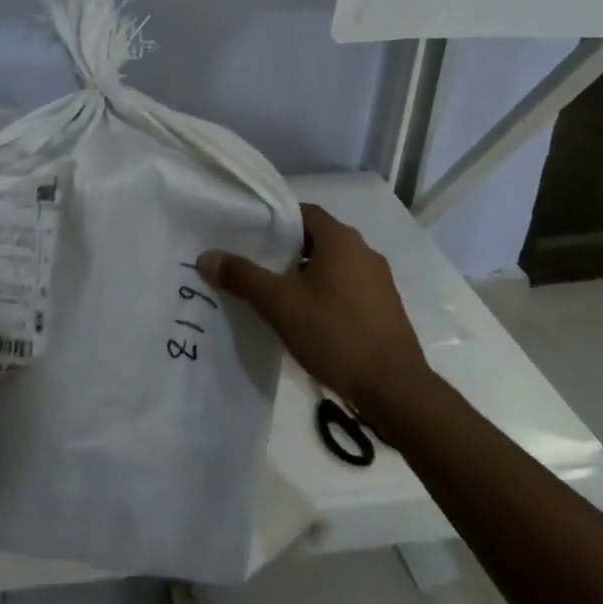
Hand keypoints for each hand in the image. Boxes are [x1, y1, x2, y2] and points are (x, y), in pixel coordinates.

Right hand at [197, 202, 430, 422]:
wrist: (396, 391)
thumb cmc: (336, 334)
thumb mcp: (280, 304)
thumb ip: (242, 277)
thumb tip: (206, 257)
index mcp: (341, 238)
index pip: (301, 212)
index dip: (274, 221)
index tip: (248, 236)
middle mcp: (363, 251)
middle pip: (315, 239)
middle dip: (285, 251)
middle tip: (254, 266)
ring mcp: (378, 281)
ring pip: (331, 266)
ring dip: (305, 276)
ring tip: (275, 295)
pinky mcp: (384, 308)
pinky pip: (346, 288)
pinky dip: (325, 295)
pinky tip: (307, 320)